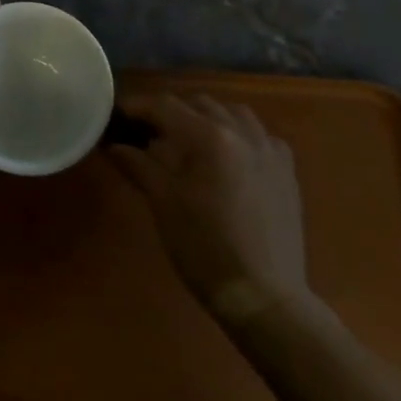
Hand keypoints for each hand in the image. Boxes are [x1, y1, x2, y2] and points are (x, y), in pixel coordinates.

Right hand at [109, 95, 306, 320]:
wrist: (264, 296)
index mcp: (208, 137)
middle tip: (148, 134)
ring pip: (231, 112)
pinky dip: (237, 134)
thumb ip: (139, 165)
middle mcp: (241, 131)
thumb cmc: (205, 249)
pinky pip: (258, 134)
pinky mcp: (286, 169)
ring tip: (189, 141)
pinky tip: (228, 158)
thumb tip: (114, 145)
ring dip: (205, 118)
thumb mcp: (163, 204)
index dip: (137, 106)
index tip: (117, 114)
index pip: (164, 106)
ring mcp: (269, 148)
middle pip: (197, 104)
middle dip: (170, 113)